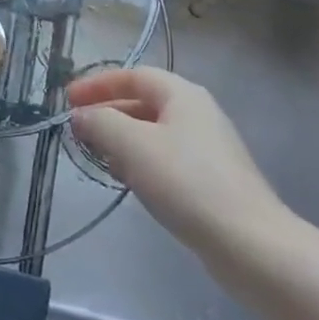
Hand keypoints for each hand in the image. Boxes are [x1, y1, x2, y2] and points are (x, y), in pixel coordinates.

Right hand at [69, 67, 291, 268]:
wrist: (249, 244)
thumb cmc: (186, 182)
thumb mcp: (132, 145)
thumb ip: (100, 122)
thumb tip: (81, 115)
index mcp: (182, 94)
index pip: (133, 76)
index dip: (97, 84)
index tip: (68, 100)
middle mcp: (198, 113)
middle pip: (143, 102)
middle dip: (107, 113)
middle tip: (78, 131)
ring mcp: (208, 148)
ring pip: (153, 132)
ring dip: (122, 140)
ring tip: (98, 157)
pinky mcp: (212, 179)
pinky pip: (166, 158)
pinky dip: (141, 161)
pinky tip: (130, 182)